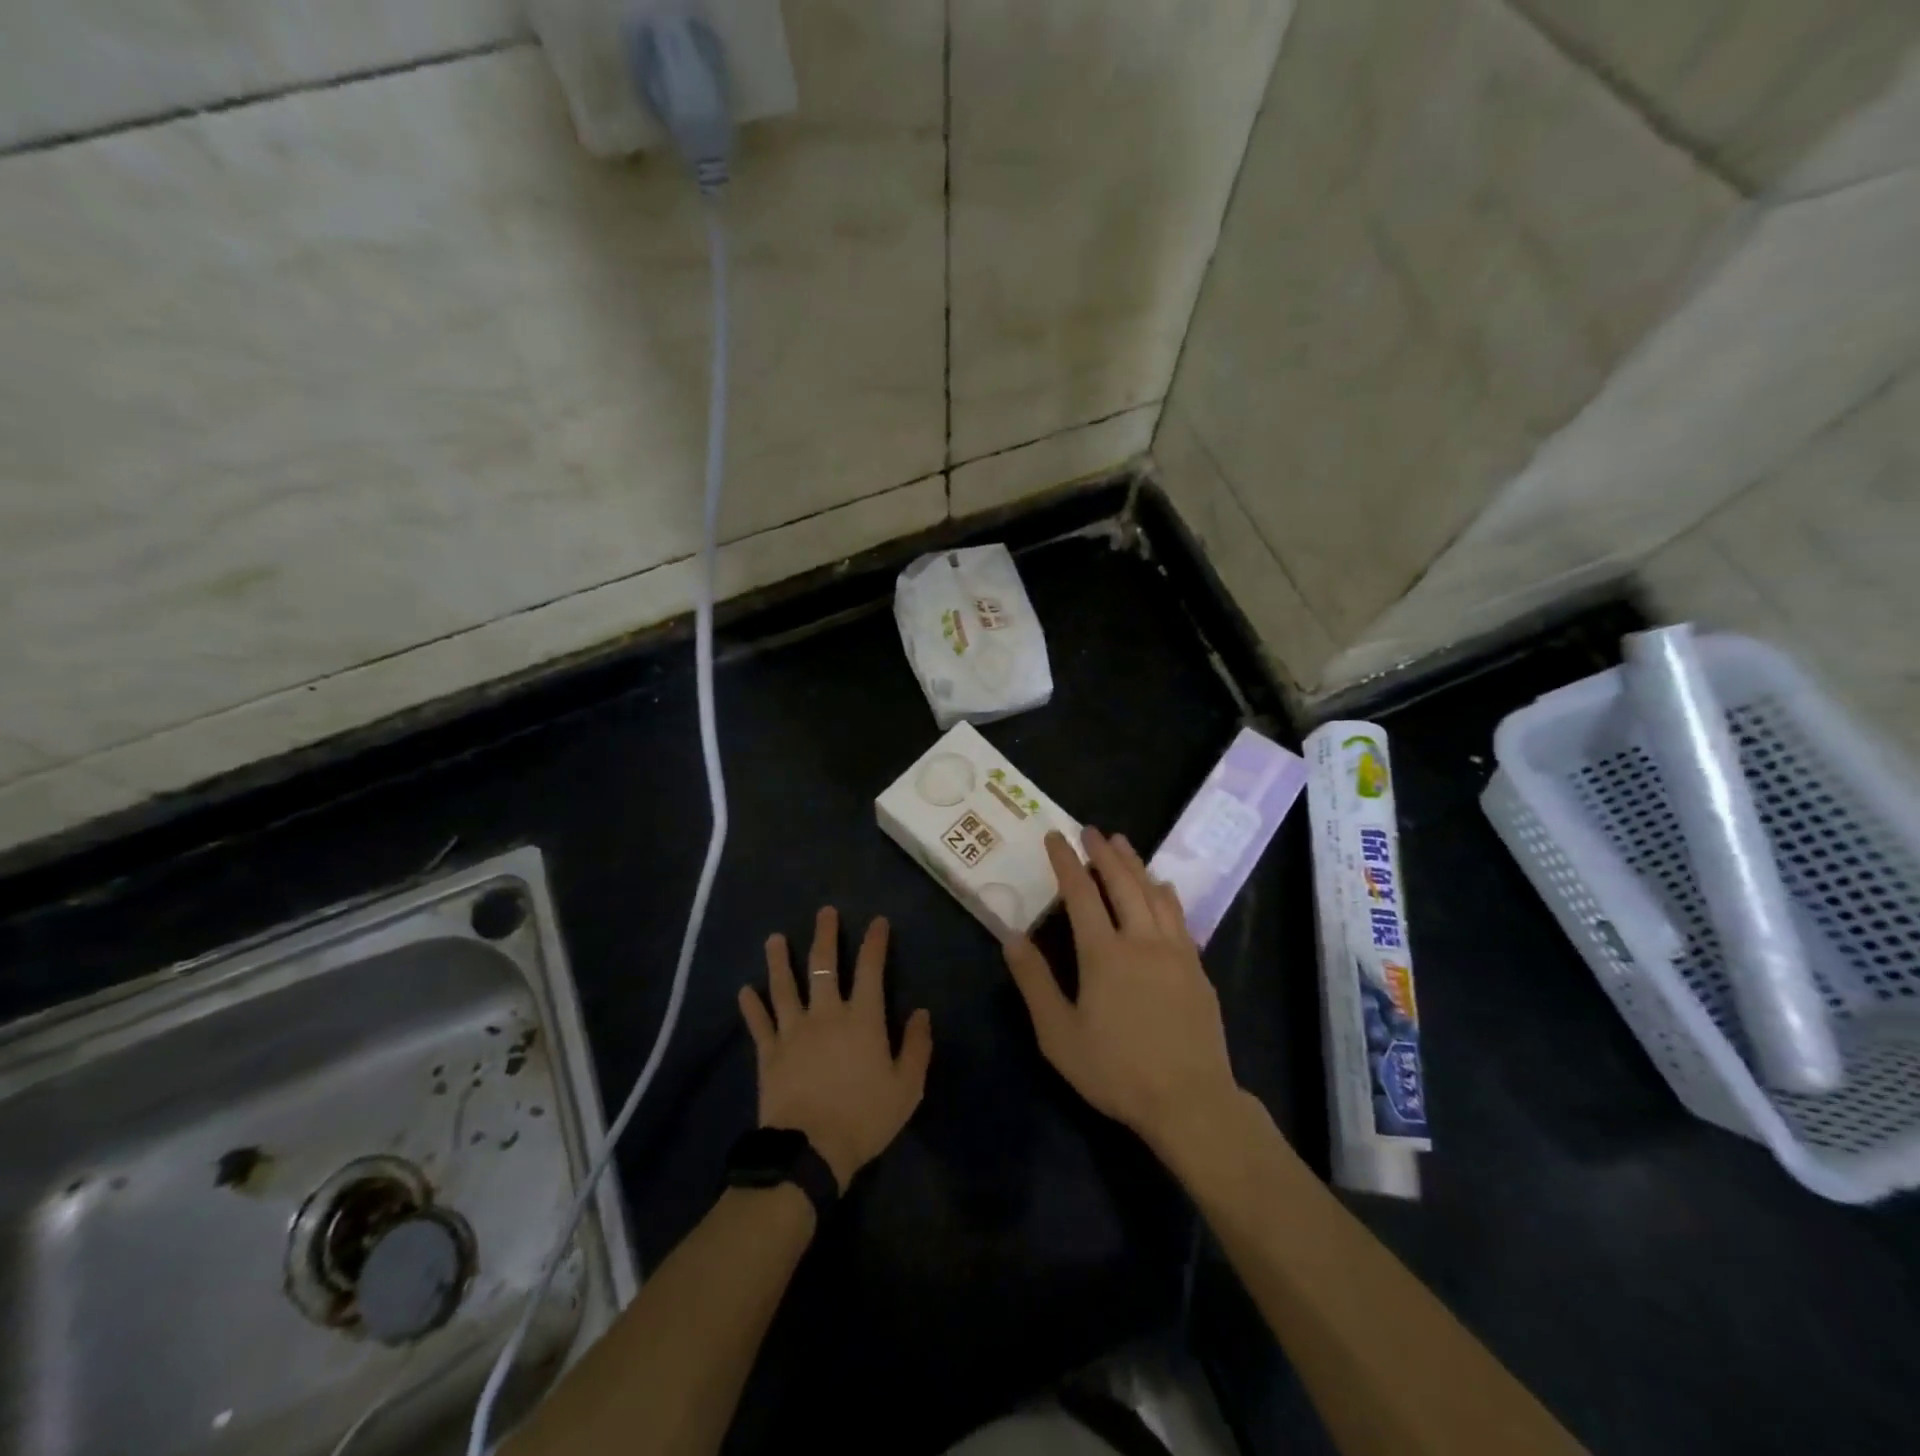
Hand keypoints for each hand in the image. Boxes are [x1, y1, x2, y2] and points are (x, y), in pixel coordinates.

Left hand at [739, 908, 932, 1189]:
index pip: (871, 968)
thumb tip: (922, 1013)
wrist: (811, 1151)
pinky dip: (751, 1006)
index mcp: (862, 1018)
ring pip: (785, 986)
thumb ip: (916, 1047)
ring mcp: (793, 1030)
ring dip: (779, 960)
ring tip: (774, 939)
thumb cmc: (865, 1118)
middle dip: (826, 935)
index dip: (875, 942)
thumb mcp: (907, 1087)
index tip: (878, 921)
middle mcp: (826, 1013)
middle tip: (825, 912)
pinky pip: (759, 1023)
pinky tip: (745, 990)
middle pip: (823, 965)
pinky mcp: (769, 1052)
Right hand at [1003, 828, 1240, 1153]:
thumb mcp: (1059, 1035)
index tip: (1056, 837)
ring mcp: (1175, 952)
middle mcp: (1141, 941)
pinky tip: (1163, 887)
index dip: (1066, 862)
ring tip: (1122, 844)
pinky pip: (1179, 916)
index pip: (1081, 894)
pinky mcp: (1197, 968)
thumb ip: (1034, 983)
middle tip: (1091, 830)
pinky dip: (1166, 893)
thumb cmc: (1116, 1071)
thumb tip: (1011, 937)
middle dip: (1104, 853)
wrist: (1190, 1101)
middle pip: (1122, 883)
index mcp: (1104, 954)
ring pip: (1154, 893)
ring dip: (1136, 864)